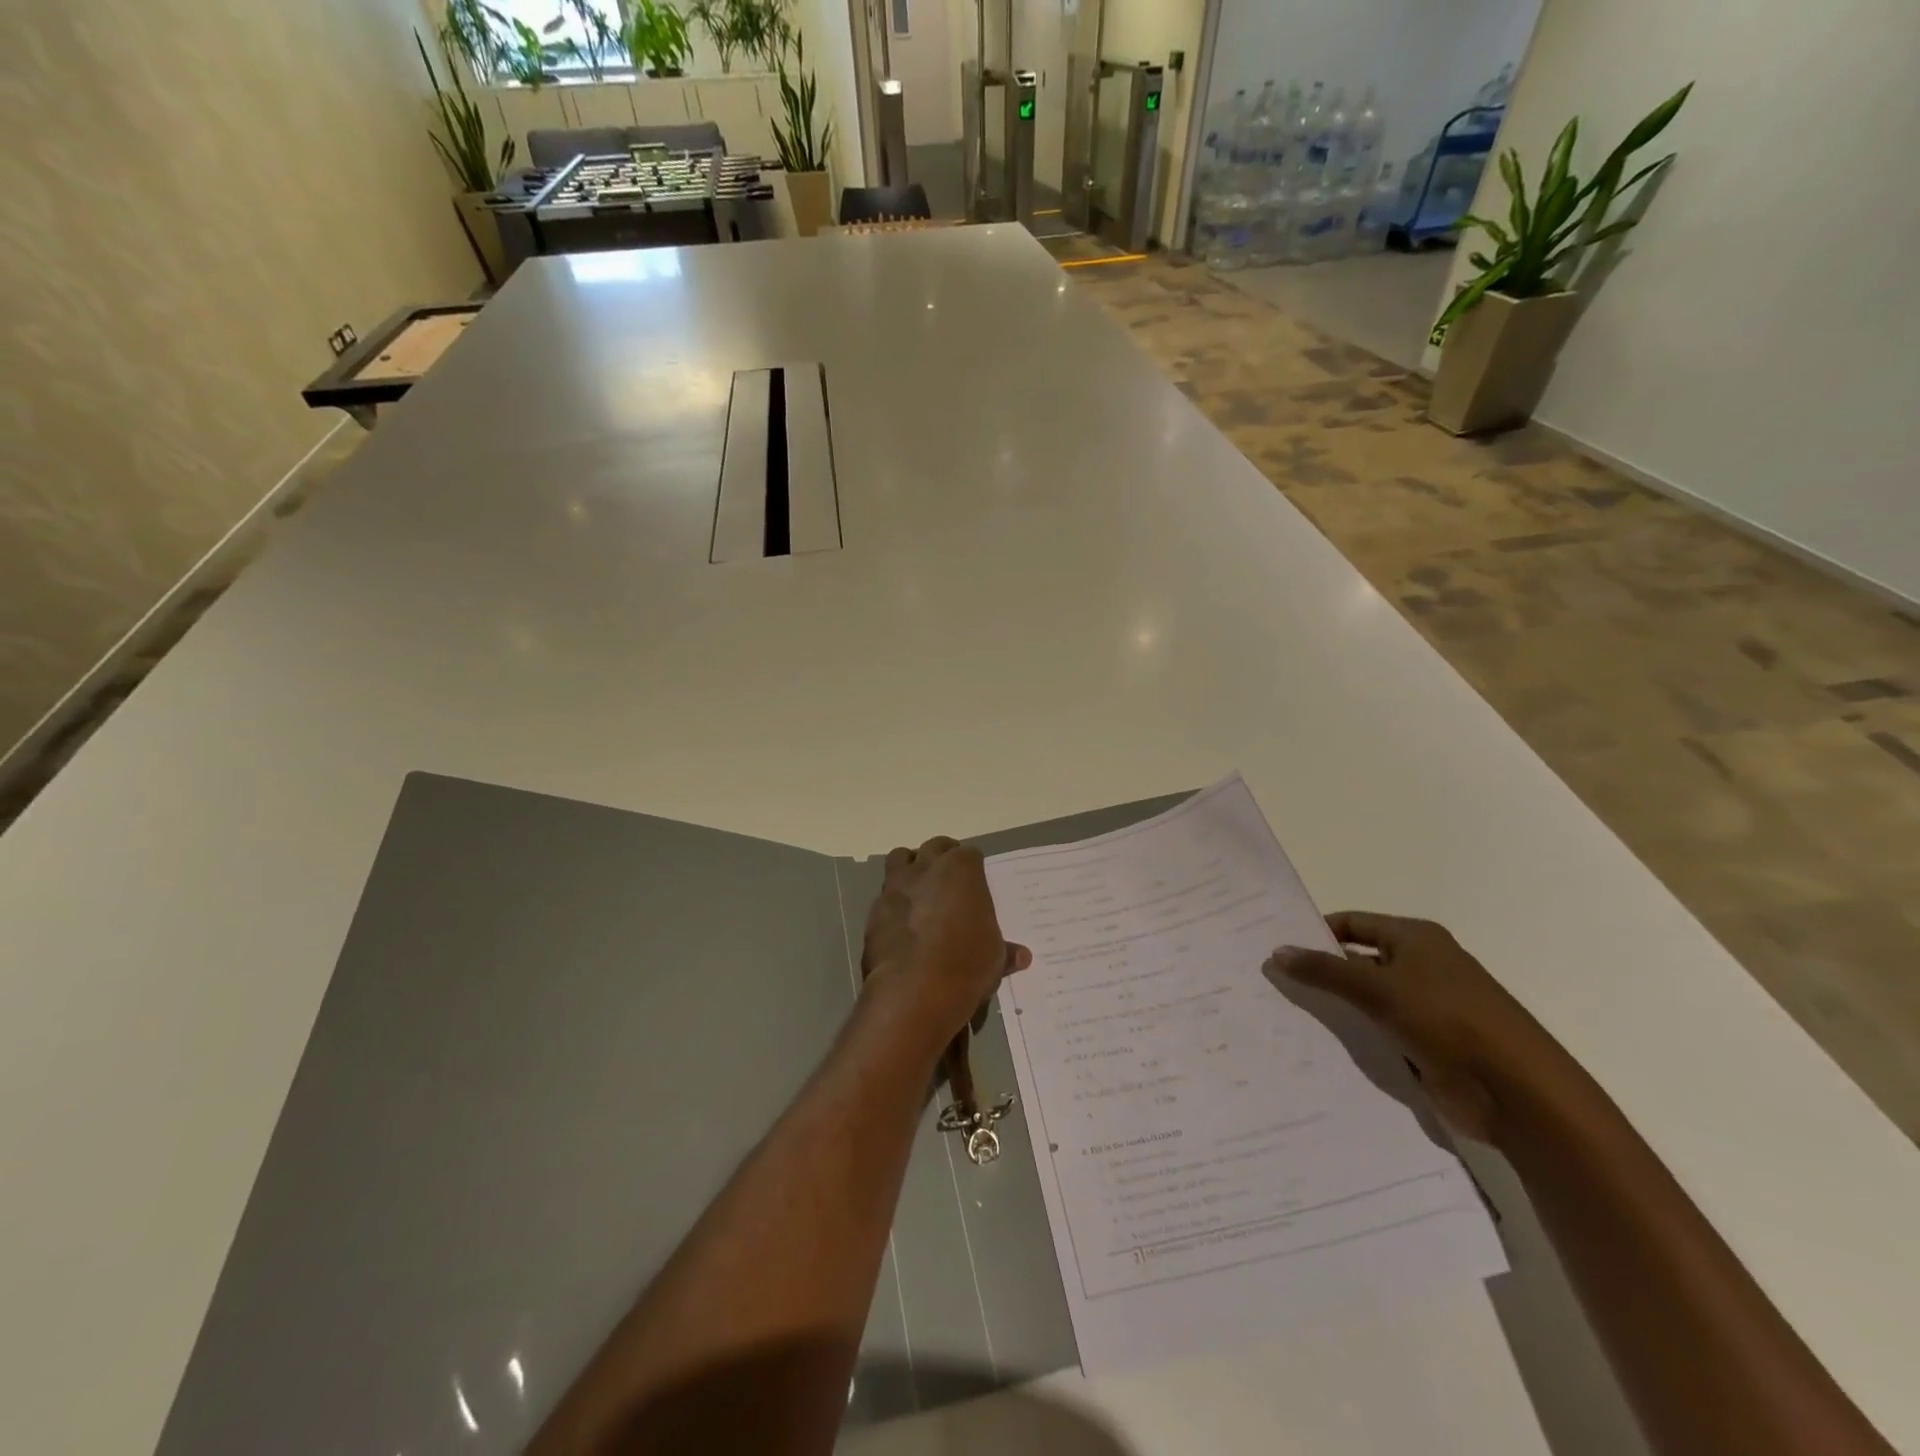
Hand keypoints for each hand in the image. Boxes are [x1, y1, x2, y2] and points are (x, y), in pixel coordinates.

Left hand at [860, 837, 1030, 1055]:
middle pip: (934, 847)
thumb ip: (1004, 950)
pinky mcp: (874, 911)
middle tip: (949, 877)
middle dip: (942, 856)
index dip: (973, 867)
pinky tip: (901, 921)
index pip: (970, 855)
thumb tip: (1021, 956)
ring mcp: (896, 887)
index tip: (976, 881)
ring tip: (920, 888)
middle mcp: (927, 869)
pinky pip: (885, 895)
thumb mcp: (994, 959)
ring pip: (900, 858)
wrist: (914, 990)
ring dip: (910, 867)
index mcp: (962, 870)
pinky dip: (894, 902)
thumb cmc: (966, 964)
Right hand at [1265, 912, 1572, 1145]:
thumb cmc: (1448, 1021)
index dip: (1316, 933)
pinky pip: (1380, 1032)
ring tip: (1283, 1015)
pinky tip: (1319, 1046)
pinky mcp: (1428, 1045)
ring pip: (1366, 1000)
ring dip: (1336, 1008)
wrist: (1519, 1094)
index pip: (1352, 924)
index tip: (1276, 949)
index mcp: (1415, 938)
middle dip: (1320, 973)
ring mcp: (1426, 1008)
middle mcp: (1421, 966)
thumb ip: (1325, 971)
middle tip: (1271, 984)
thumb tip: (1276, 952)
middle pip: (1357, 961)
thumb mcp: (1378, 989)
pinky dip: (1355, 1036)